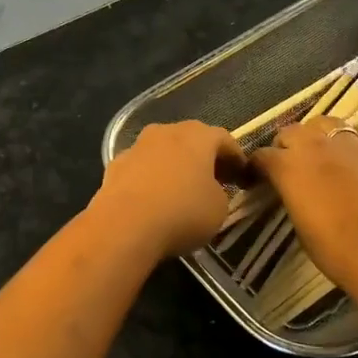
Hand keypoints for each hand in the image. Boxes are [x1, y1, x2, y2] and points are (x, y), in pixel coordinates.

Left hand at [92, 121, 246, 260]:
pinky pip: (142, 168)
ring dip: (174, 166)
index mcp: (199, 136)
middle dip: (204, 158)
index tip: (243, 177)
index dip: (236, 158)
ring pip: (163, 151)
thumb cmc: (183, 212)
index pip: (224, 140)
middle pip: (191, 139)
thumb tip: (209, 190)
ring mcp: (137, 146)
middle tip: (214, 180)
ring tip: (181, 190)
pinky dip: (151, 178)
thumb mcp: (219, 208)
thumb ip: (219, 193)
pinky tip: (153, 199)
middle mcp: (167, 131)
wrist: (124, 225)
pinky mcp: (114, 165)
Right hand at [249, 119, 357, 302]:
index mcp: (290, 167)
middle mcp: (318, 146)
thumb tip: (294, 192)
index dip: (258, 167)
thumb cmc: (337, 252)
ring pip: (328, 122)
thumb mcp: (300, 227)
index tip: (258, 179)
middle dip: (286, 146)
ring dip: (319, 135)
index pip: (262, 156)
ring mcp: (355, 145)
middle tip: (290, 167)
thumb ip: (293, 198)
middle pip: (292, 131)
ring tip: (322, 153)